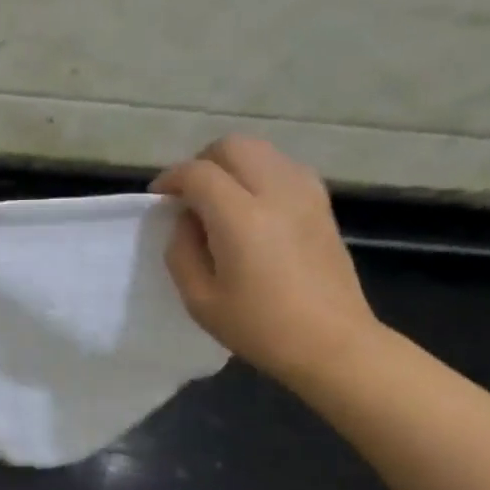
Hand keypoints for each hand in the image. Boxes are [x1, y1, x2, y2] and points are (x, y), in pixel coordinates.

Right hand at [153, 136, 377, 386]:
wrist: (330, 342)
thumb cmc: (259, 328)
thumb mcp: (199, 300)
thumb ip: (181, 252)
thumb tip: (185, 221)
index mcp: (241, 218)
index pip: (198, 173)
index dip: (171, 179)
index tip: (158, 198)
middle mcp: (276, 192)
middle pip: (233, 146)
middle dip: (202, 162)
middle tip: (187, 193)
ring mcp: (305, 193)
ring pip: (262, 150)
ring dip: (233, 165)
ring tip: (219, 199)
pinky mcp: (322, 203)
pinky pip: (284, 167)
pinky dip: (259, 173)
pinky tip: (251, 207)